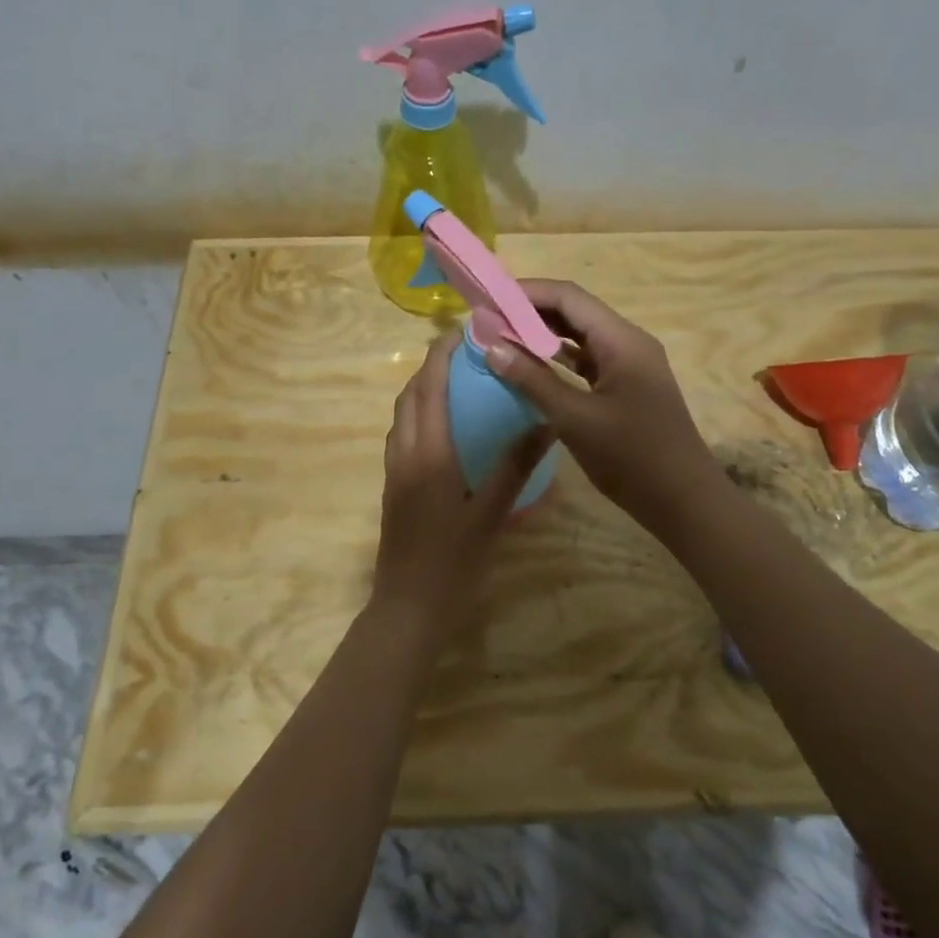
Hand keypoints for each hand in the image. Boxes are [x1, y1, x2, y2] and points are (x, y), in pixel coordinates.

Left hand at [369, 331, 552, 642]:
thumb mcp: (491, 514)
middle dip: (429, 367)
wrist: (408, 607)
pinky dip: (418, 416)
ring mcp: (394, 472)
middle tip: (463, 353)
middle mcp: (404, 454)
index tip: (461, 330)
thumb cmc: (453, 562)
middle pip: (409, 396)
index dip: (440, 354)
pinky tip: (444, 428)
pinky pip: (402, 436)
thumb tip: (545, 422)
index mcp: (428, 454)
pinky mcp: (393, 488)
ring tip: (455, 382)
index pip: (429, 388)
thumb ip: (516, 466)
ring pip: (402, 416)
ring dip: (421, 391)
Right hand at [484, 279, 721, 535]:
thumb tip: (491, 346)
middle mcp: (628, 342)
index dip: (526, 292)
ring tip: (501, 336)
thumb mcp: (575, 418)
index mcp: (622, 340)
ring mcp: (629, 365)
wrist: (683, 500)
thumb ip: (532, 380)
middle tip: (487, 318)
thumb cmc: (632, 457)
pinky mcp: (626, 386)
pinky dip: (558, 358)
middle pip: (574, 312)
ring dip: (542, 334)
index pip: (568, 297)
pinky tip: (530, 365)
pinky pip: (587, 360)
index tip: (487, 299)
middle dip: (530, 311)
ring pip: (580, 336)